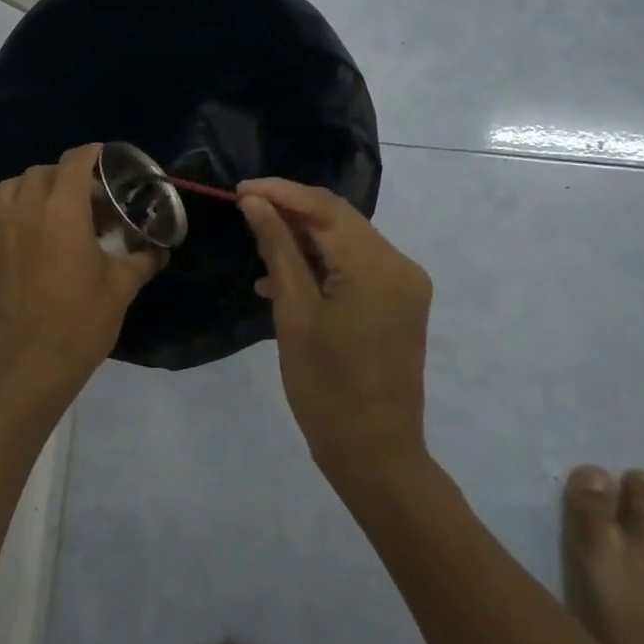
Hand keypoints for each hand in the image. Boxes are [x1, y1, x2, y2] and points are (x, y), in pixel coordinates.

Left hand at [0, 144, 162, 422]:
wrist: (32, 367)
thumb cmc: (82, 323)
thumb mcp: (122, 288)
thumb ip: (142, 260)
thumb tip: (159, 249)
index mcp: (64, 212)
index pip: (75, 163)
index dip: (92, 155)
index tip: (105, 162)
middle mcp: (26, 212)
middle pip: (42, 173)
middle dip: (66, 176)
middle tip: (87, 201)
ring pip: (7, 188)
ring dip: (28, 186)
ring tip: (46, 202)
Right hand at [237, 178, 432, 479]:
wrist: (374, 453)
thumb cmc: (326, 387)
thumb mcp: (294, 313)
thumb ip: (277, 249)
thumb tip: (255, 203)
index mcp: (377, 266)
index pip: (325, 208)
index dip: (280, 192)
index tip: (239, 190)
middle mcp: (400, 265)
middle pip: (339, 220)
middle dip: (291, 211)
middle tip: (245, 210)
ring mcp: (404, 285)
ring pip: (347, 242)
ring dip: (304, 239)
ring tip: (258, 246)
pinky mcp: (400, 303)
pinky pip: (356, 268)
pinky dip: (322, 265)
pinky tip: (283, 280)